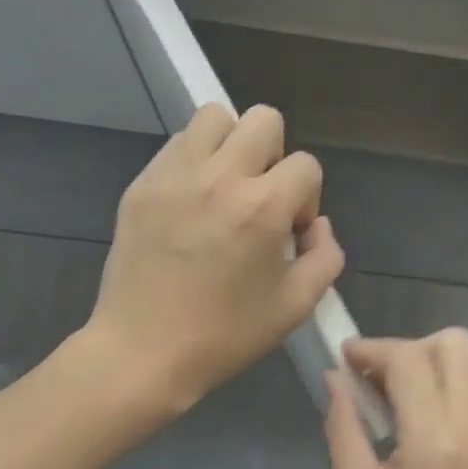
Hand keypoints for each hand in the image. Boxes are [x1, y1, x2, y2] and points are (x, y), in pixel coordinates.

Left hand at [84, 104, 344, 412]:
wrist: (143, 351)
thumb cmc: (225, 334)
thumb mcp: (296, 306)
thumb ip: (325, 257)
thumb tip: (318, 226)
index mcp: (263, 206)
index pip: (306, 165)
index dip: (307, 198)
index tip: (289, 232)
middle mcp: (221, 177)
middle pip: (264, 119)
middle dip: (275, 155)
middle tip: (261, 198)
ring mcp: (175, 175)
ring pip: (215, 117)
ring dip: (232, 145)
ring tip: (225, 189)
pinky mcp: (142, 184)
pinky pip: (177, 145)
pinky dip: (195, 161)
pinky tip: (191, 203)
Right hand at [324, 330, 467, 468]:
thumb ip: (343, 429)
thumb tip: (336, 380)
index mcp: (434, 439)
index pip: (410, 359)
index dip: (373, 349)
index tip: (345, 360)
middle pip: (452, 342)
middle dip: (406, 348)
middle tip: (373, 380)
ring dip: (426, 362)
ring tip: (390, 397)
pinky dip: (442, 382)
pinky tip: (414, 416)